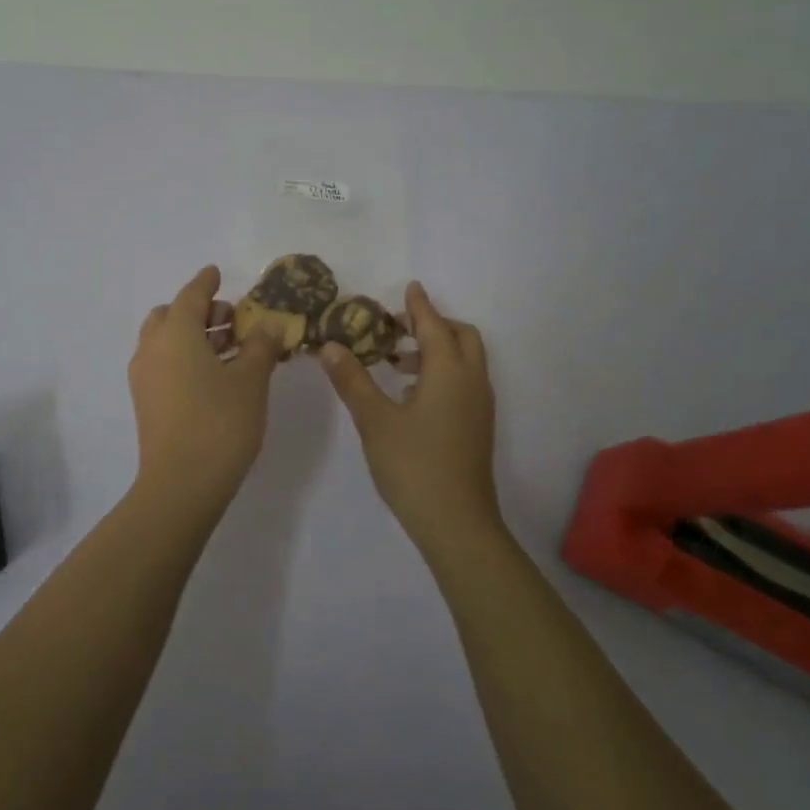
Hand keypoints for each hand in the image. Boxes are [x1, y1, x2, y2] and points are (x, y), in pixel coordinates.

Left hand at [128, 266, 282, 510]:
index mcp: (175, 333)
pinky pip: (163, 364)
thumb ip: (261, 345)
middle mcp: (152, 348)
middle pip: (171, 316)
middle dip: (198, 311)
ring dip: (192, 335)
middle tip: (230, 320)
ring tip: (230, 347)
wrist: (181, 484)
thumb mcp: (250, 380)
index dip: (206, 282)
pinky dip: (184, 357)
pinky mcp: (146, 402)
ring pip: (165, 341)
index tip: (216, 272)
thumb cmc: (220, 422)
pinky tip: (214, 375)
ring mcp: (144, 377)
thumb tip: (270, 324)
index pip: (190, 295)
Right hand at [317, 281, 500, 553]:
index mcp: (449, 373)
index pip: (434, 326)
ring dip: (437, 350)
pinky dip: (443, 372)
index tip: (409, 287)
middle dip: (434, 325)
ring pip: (465, 361)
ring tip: (398, 362)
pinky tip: (412, 395)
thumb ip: (352, 380)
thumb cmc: (414, 466)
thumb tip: (330, 346)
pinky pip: (464, 382)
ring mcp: (479, 406)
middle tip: (398, 329)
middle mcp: (472, 382)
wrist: (457, 523)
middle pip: (461, 337)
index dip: (419, 306)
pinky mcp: (478, 427)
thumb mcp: (375, 421)